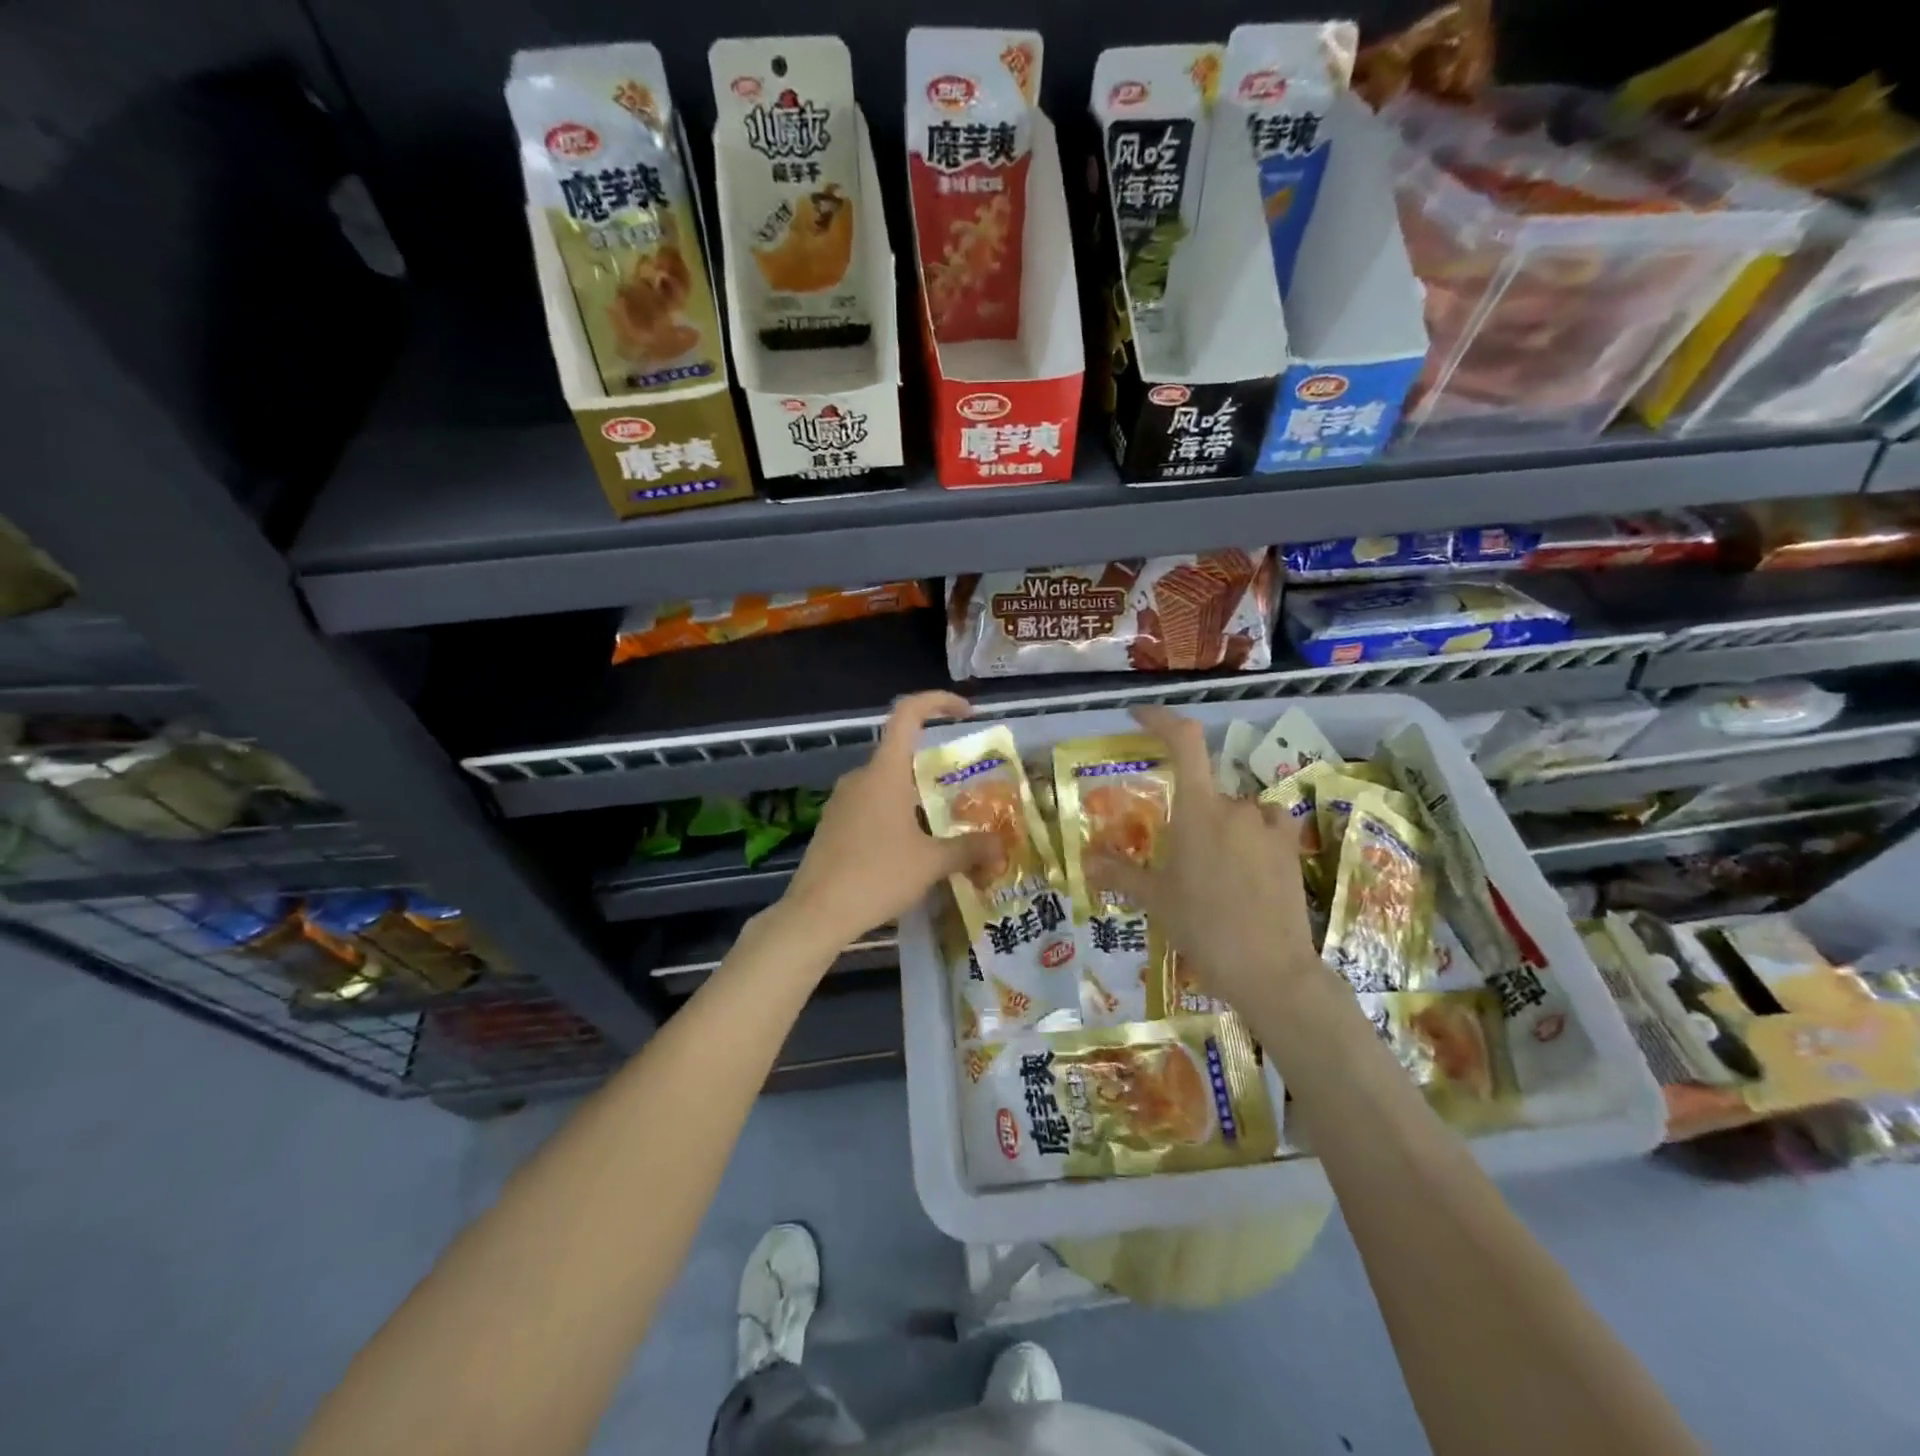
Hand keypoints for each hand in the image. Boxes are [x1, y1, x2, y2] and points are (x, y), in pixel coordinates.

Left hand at [777, 691, 992, 955]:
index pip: (908, 713)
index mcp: (885, 772)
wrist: (816, 913)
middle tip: (965, 793)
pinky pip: (871, 806)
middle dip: (935, 768)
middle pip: (902, 754)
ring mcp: (842, 801)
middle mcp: (861, 777)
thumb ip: (969, 849)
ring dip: (916, 797)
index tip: (966, 713)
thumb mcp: (931, 863)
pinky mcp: (833, 824)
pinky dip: (895, 815)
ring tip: (943, 827)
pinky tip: (910, 849)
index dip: (938, 702)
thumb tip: (1001, 846)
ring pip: (887, 784)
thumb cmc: (877, 876)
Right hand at [1086, 706, 1322, 1009]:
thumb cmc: (1202, 926)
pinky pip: (1265, 826)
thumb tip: (1086, 862)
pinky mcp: (1290, 846)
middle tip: (1179, 858)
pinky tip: (1247, 870)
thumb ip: (1120, 873)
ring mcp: (1268, 825)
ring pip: (1235, 812)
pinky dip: (1252, 837)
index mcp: (1197, 810)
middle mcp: (1235, 806)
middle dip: (1190, 815)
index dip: (1162, 719)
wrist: (1269, 969)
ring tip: (1213, 874)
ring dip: (1221, 828)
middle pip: (1206, 790)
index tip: (1139, 715)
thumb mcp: (1155, 900)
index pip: (1183, 742)